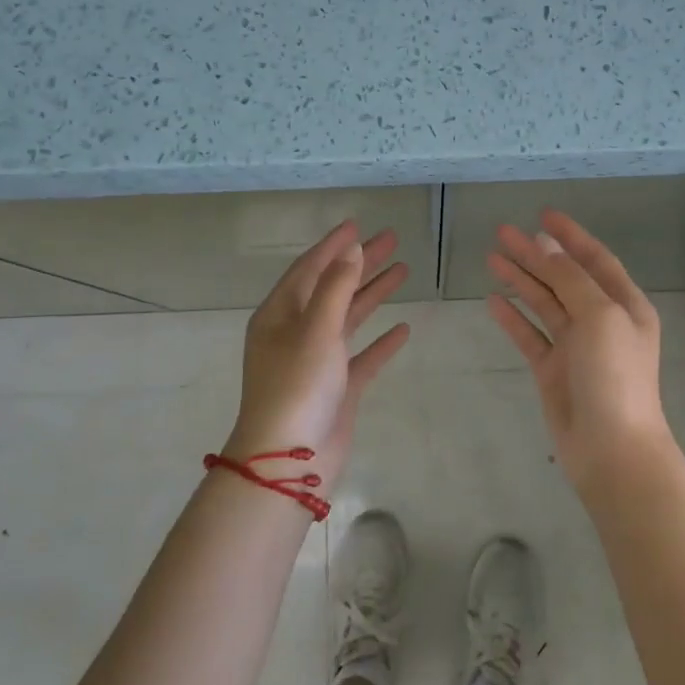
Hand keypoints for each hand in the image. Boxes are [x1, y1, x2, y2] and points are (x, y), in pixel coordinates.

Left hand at [226, 220, 411, 488]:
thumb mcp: (315, 330)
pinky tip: (404, 329)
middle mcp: (296, 333)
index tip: (358, 223)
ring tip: (404, 271)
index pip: (309, 268)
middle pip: (333, 288)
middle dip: (361, 264)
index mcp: (280, 315)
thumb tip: (352, 249)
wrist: (289, 461)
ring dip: (373, 294)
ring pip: (349, 318)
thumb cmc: (296, 387)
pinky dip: (381, 342)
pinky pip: (362, 356)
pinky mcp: (337, 387)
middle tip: (392, 240)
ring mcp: (317, 361)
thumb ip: (336, 287)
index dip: (334, 246)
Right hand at [486, 208, 675, 491]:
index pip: (595, 259)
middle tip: (502, 232)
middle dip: (535, 254)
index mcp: (624, 305)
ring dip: (520, 280)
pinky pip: (530, 335)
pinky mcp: (553, 370)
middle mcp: (601, 321)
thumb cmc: (614, 375)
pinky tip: (493, 301)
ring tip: (491, 257)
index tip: (543, 214)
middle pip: (563, 278)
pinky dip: (513, 318)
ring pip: (544, 304)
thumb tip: (547, 247)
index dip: (570, 236)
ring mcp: (576, 346)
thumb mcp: (600, 316)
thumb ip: (571, 279)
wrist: (611, 448)